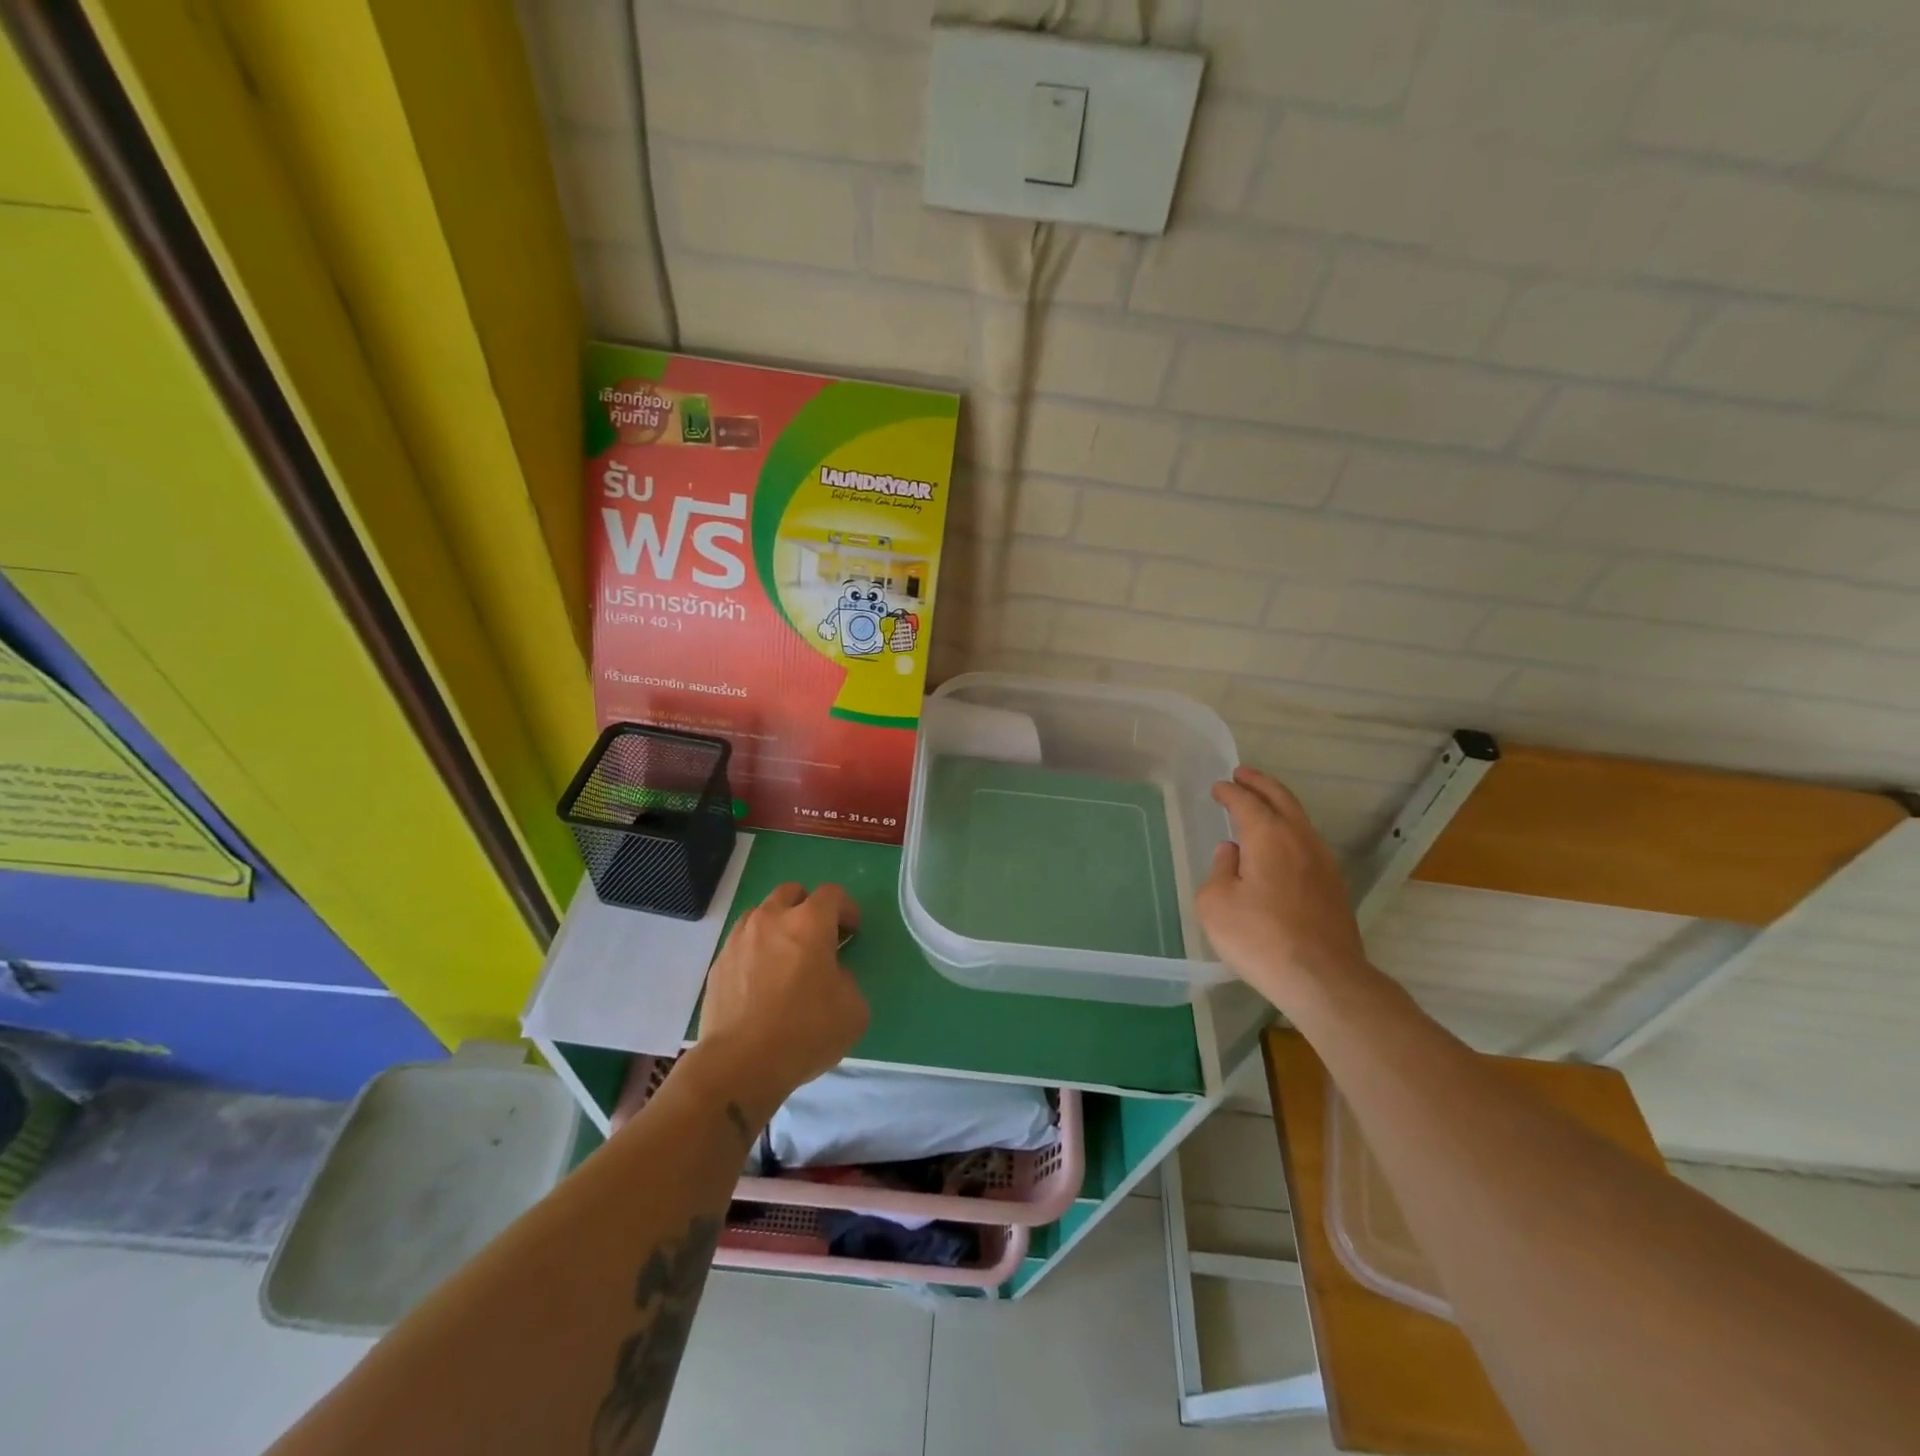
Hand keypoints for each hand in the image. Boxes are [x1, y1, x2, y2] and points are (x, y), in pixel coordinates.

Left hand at [695, 882, 868, 1121]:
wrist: (740, 1064)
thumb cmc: (805, 1032)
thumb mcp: (853, 1010)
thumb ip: (847, 980)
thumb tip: (831, 975)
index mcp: (809, 923)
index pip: (832, 894)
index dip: (847, 909)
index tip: (852, 932)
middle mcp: (771, 919)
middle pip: (791, 892)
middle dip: (808, 907)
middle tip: (817, 938)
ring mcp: (739, 940)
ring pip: (761, 914)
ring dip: (777, 926)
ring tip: (785, 958)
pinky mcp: (717, 964)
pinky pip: (741, 944)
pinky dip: (755, 952)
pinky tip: (760, 982)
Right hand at [1196, 767, 1369, 1012]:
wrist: (1323, 979)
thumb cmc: (1259, 937)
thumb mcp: (1216, 903)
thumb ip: (1219, 870)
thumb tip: (1231, 853)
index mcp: (1268, 836)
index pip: (1246, 802)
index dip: (1230, 792)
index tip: (1218, 787)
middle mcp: (1300, 839)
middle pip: (1281, 799)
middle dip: (1260, 784)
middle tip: (1242, 775)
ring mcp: (1323, 862)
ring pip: (1299, 819)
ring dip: (1278, 805)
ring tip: (1260, 804)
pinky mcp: (1333, 886)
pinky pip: (1307, 842)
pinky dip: (1290, 829)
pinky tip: (1279, 845)